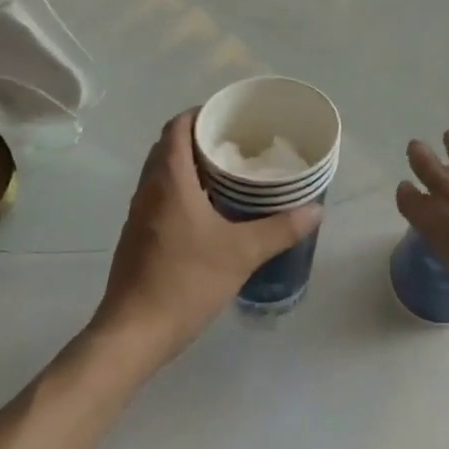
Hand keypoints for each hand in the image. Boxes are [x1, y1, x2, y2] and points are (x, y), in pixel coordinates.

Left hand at [91, 111, 322, 364]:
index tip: (229, 117)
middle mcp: (149, 191)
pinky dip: (183, 192)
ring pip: (163, 174)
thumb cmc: (185, 282)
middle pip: (169, 147)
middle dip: (200, 139)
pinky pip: (161, 198)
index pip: (176, 127)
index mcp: (169, 181)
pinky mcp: (139, 239)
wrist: (133, 334)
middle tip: (237, 144)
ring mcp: (140, 216)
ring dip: (190, 166)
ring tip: (230, 174)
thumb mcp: (242, 253)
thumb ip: (280, 229)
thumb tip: (316, 209)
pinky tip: (211, 213)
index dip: (200, 114)